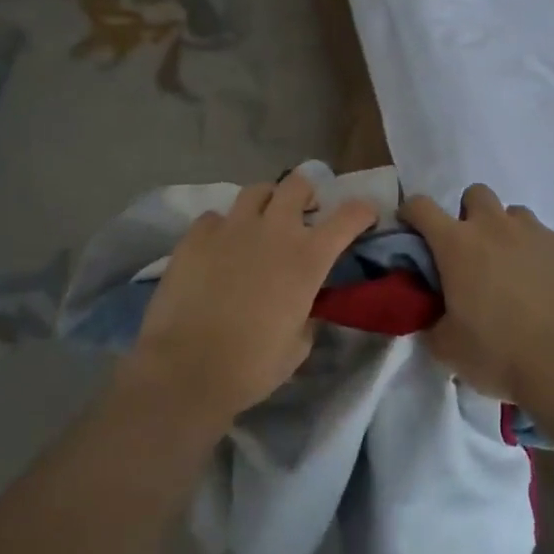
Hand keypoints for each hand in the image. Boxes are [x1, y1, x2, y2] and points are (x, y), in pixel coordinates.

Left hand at [125, 170, 376, 426]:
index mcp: (307, 258)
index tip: (365, 215)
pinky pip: (215, 217)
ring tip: (260, 223)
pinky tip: (218, 247)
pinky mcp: (196, 235)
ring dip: (266, 202)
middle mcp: (273, 230)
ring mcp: (232, 227)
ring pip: (256, 190)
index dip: (362, 211)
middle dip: (307, 193)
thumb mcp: (298, 345)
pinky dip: (222, 227)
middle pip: (298, 184)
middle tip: (304, 213)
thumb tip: (304, 304)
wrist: (188, 368)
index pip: (348, 216)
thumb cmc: (252, 365)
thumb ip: (307, 313)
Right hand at [401, 184, 553, 405]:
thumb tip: (435, 316)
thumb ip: (433, 323)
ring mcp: (539, 233)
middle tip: (475, 253)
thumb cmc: (501, 355)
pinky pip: (553, 242)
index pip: (421, 207)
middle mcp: (496, 227)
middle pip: (476, 194)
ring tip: (518, 273)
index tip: (412, 228)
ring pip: (517, 216)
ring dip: (511, 235)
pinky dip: (547, 259)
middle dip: (471, 214)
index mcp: (457, 245)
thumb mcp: (448, 348)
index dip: (412, 213)